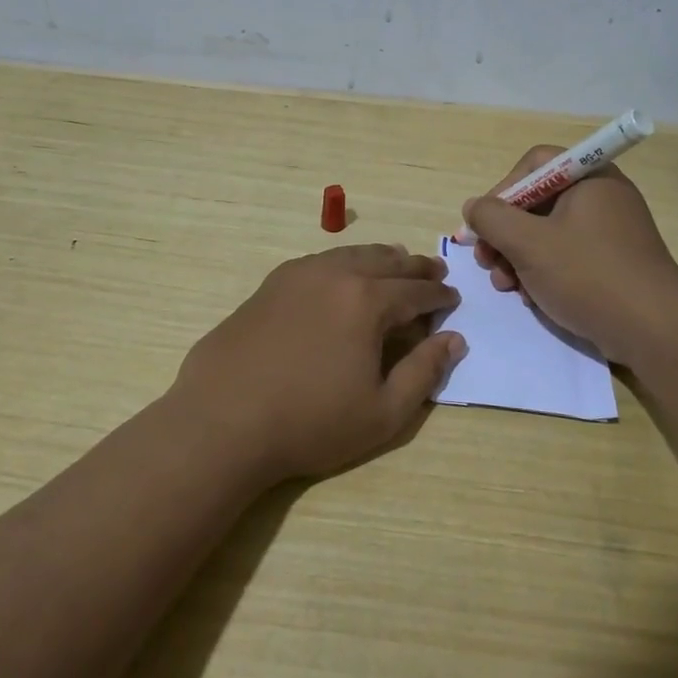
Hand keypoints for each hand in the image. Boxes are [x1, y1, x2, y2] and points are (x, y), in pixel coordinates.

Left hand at [172, 244, 467, 481]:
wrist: (223, 421)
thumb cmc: (311, 423)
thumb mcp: (383, 412)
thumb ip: (424, 372)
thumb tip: (454, 339)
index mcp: (367, 301)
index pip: (416, 290)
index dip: (439, 295)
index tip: (453, 299)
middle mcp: (335, 275)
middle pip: (386, 261)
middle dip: (415, 267)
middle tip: (434, 271)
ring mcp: (297, 275)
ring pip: (350, 255)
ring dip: (380, 259)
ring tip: (395, 263)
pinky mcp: (270, 285)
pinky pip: (319, 262)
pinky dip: (343, 263)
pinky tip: (342, 276)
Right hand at [463, 147, 677, 364]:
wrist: (654, 331)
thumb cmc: (588, 276)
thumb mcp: (528, 244)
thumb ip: (491, 218)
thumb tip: (473, 207)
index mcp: (590, 178)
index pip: (534, 164)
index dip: (502, 190)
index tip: (484, 224)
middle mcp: (602, 196)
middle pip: (537, 201)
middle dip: (505, 233)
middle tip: (487, 262)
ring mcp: (610, 231)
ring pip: (548, 233)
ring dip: (518, 257)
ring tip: (506, 286)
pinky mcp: (613, 262)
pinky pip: (567, 255)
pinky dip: (543, 271)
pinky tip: (531, 297)